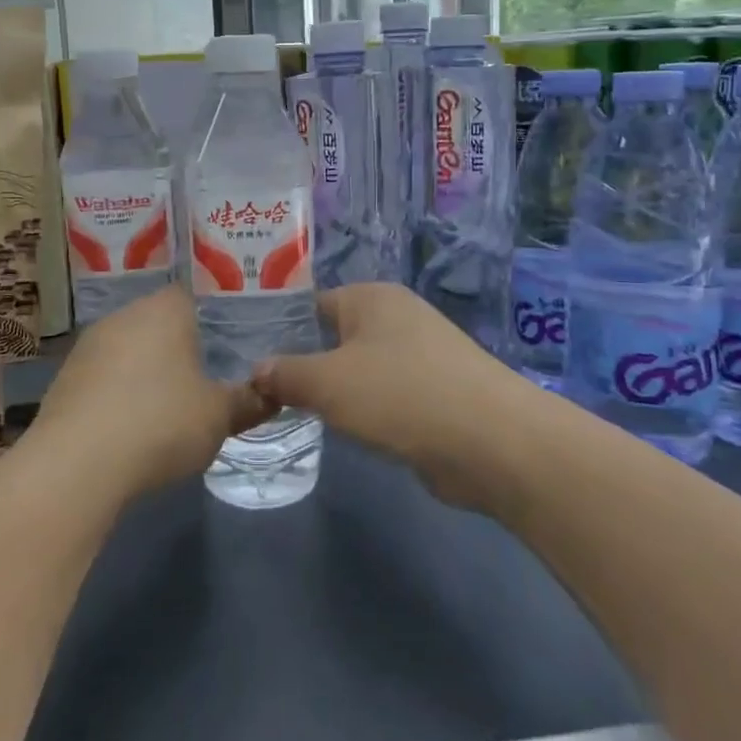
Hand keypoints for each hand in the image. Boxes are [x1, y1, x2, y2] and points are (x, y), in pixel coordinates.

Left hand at [34, 286, 270, 499]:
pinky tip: (132, 423)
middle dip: (182, 346)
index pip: (196, 295)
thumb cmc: (160, 423)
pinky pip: (105, 376)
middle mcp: (125, 315)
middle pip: (161, 321)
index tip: (233, 342)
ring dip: (148, 370)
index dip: (216, 317)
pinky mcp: (66, 377)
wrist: (76, 464)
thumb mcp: (219, 416)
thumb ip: (248, 400)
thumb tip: (273, 392)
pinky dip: (120, 392)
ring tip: (170, 403)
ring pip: (130, 348)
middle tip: (208, 374)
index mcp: (165, 309)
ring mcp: (89, 344)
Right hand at [249, 284, 531, 514]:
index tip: (247, 358)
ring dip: (336, 391)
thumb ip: (286, 374)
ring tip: (297, 413)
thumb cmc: (400, 395)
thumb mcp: (327, 383)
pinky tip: (347, 430)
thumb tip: (257, 372)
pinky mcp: (436, 391)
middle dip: (305, 364)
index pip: (310, 304)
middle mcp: (396, 316)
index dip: (279, 330)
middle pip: (335, 336)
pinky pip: (386, 394)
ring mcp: (421, 354)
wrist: (492, 442)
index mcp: (370, 297)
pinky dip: (367, 410)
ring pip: (360, 368)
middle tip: (265, 392)